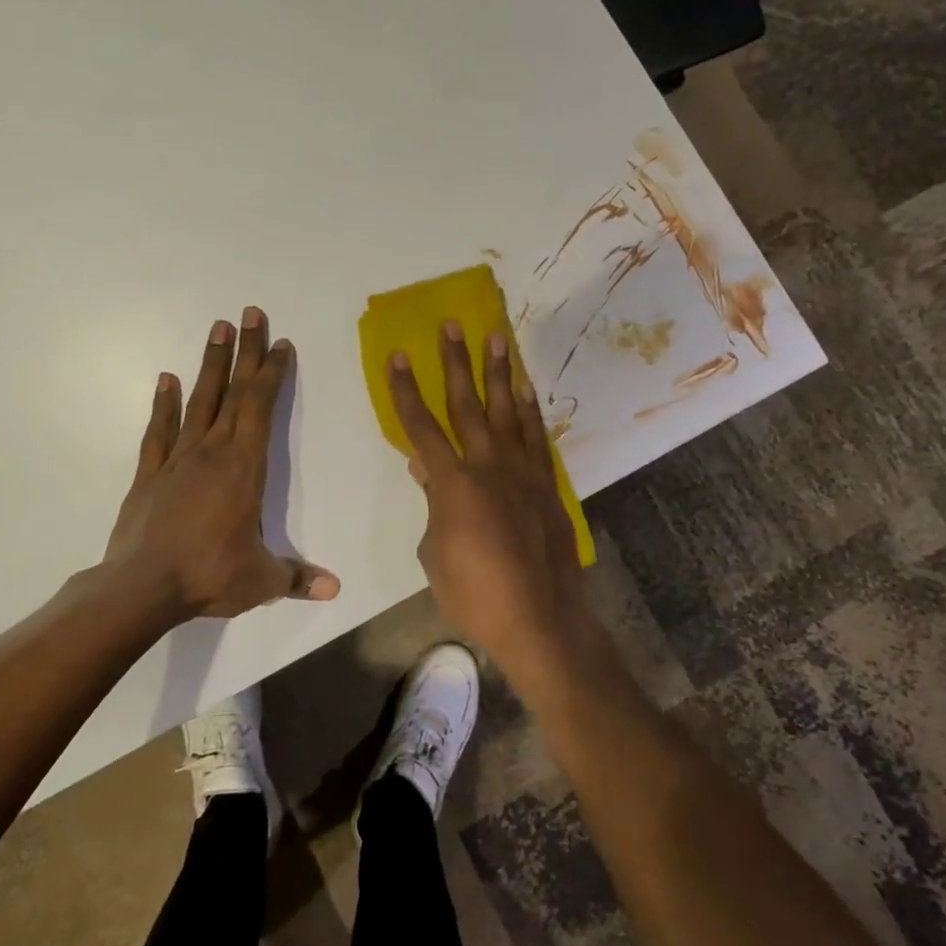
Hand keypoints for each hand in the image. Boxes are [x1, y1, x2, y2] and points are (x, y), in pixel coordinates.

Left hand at [104, 307, 339, 621]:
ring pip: (199, 401)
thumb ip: (297, 578)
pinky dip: (164, 404)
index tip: (281, 344)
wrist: (141, 587)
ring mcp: (177, 459)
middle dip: (246, 352)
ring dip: (211, 365)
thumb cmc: (208, 575)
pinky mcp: (149, 474)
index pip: (261, 408)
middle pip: (234, 392)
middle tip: (251, 314)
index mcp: (244, 467)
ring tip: (218, 328)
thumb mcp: (261, 581)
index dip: (273, 374)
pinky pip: (159, 431)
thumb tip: (335, 589)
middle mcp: (212, 452)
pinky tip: (167, 379)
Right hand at [386, 321, 587, 666]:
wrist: (540, 620)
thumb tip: (426, 469)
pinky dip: (531, 410)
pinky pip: (537, 437)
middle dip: (457, 362)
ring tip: (498, 337)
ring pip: (509, 411)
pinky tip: (526, 390)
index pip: (421, 427)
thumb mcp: (435, 554)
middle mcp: (489, 467)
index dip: (406, 390)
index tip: (397, 355)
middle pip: (468, 405)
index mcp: (453, 485)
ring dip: (501, 373)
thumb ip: (433, 506)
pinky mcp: (547, 485)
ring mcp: (524, 473)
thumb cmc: (475, 595)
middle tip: (453, 325)